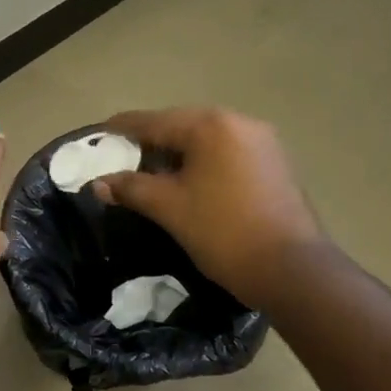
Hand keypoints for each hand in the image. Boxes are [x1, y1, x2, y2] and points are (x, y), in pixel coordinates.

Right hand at [92, 107, 322, 307]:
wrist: (292, 270)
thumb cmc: (223, 231)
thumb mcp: (168, 208)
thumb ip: (130, 188)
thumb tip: (98, 184)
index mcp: (211, 125)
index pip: (153, 121)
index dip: (121, 128)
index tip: (98, 134)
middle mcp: (239, 122)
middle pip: (181, 126)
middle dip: (150, 143)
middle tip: (122, 160)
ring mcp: (263, 142)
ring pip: (206, 141)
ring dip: (177, 155)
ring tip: (151, 176)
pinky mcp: (275, 164)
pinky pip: (227, 154)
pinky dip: (202, 163)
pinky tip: (188, 185)